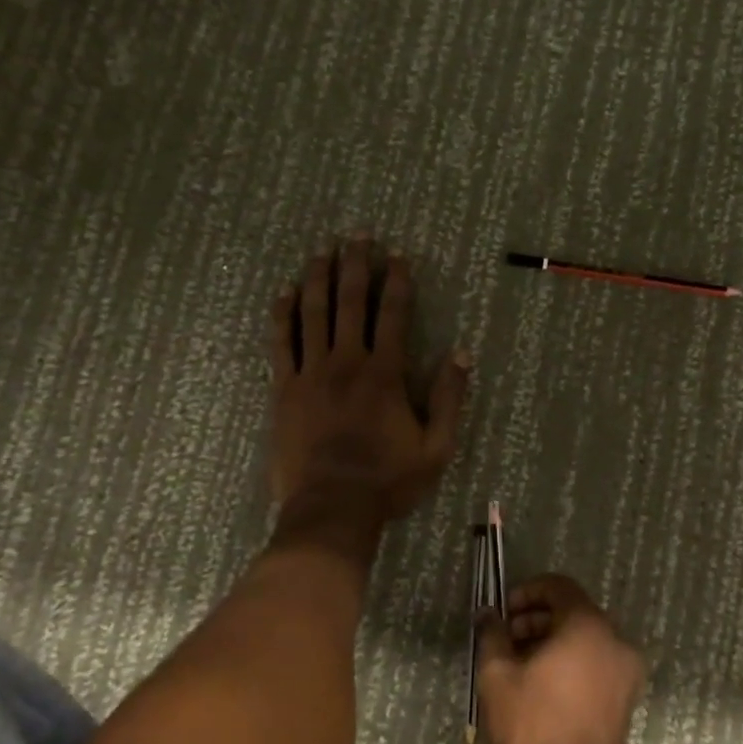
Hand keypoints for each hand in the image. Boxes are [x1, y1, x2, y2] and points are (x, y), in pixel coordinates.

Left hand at [268, 238, 470, 520]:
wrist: (331, 508)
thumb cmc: (388, 481)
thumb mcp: (436, 448)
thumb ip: (449, 399)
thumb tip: (461, 353)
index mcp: (384, 374)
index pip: (393, 314)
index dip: (397, 281)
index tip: (397, 255)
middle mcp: (346, 363)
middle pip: (350, 302)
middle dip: (355, 265)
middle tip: (356, 235)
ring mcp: (311, 374)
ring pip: (312, 314)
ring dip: (317, 279)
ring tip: (321, 251)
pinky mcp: (284, 389)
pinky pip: (281, 343)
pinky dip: (282, 315)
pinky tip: (283, 293)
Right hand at [476, 575, 645, 743]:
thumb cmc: (530, 728)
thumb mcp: (497, 676)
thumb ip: (493, 634)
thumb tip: (488, 614)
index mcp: (589, 626)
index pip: (560, 587)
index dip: (528, 592)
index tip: (503, 612)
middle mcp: (616, 641)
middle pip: (573, 612)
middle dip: (536, 619)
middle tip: (505, 640)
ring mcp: (627, 672)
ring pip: (585, 639)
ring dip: (552, 641)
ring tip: (518, 665)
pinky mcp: (626, 699)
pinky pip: (596, 663)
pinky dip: (571, 662)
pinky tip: (541, 686)